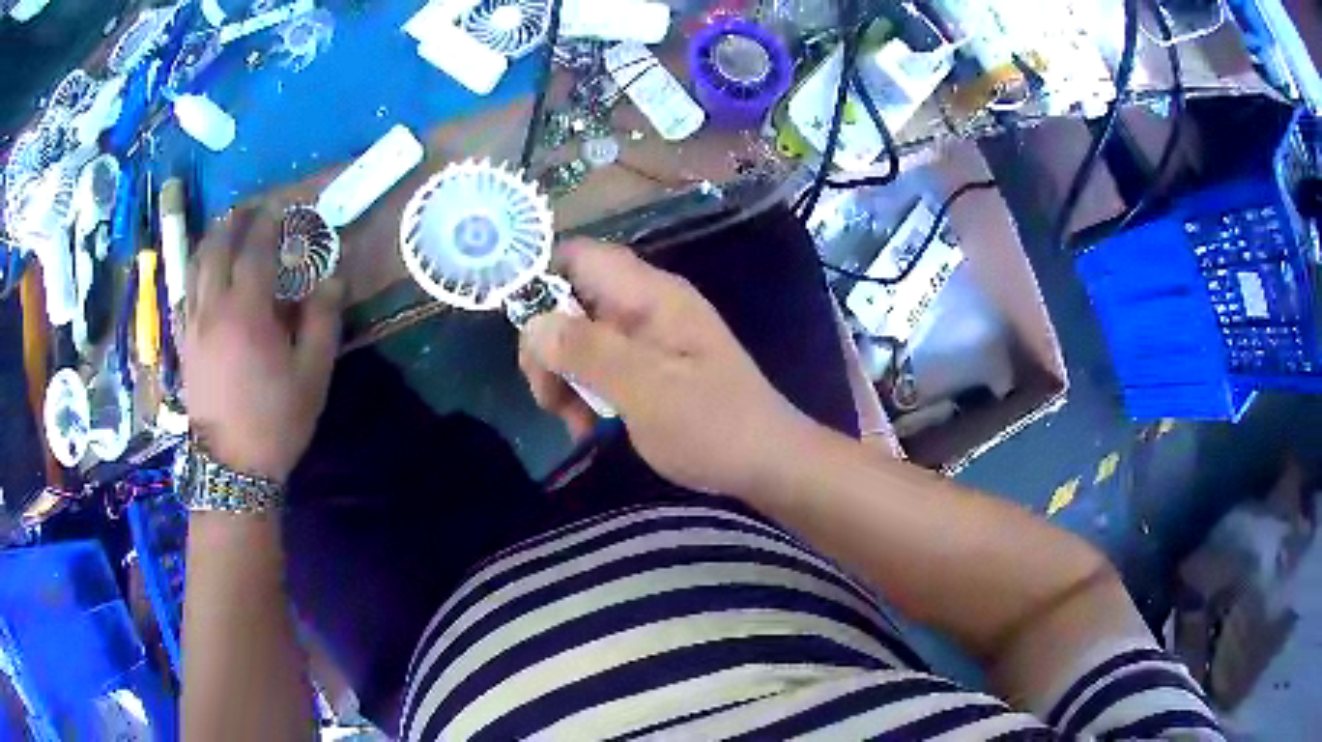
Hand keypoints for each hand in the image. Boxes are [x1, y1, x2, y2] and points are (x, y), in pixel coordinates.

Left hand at [183, 206, 343, 483]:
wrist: (231, 467)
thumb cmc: (275, 420)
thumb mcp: (312, 374)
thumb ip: (323, 319)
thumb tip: (333, 276)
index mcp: (246, 310)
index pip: (254, 247)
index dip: (269, 220)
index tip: (282, 204)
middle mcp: (213, 307)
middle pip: (216, 246)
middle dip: (234, 220)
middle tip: (251, 208)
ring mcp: (193, 324)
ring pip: (195, 265)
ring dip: (211, 239)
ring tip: (226, 229)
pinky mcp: (185, 343)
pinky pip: (186, 292)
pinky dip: (196, 270)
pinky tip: (204, 272)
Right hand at [519, 239, 815, 495]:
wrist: (768, 463)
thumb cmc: (713, 426)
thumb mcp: (646, 391)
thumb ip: (588, 352)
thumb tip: (532, 322)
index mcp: (650, 295)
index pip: (580, 257)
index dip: (540, 280)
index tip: (519, 332)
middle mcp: (646, 305)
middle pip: (571, 301)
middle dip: (549, 347)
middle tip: (548, 399)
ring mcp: (649, 336)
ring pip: (581, 337)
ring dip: (564, 377)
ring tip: (573, 423)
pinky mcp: (651, 366)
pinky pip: (602, 364)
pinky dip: (586, 391)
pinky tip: (589, 427)